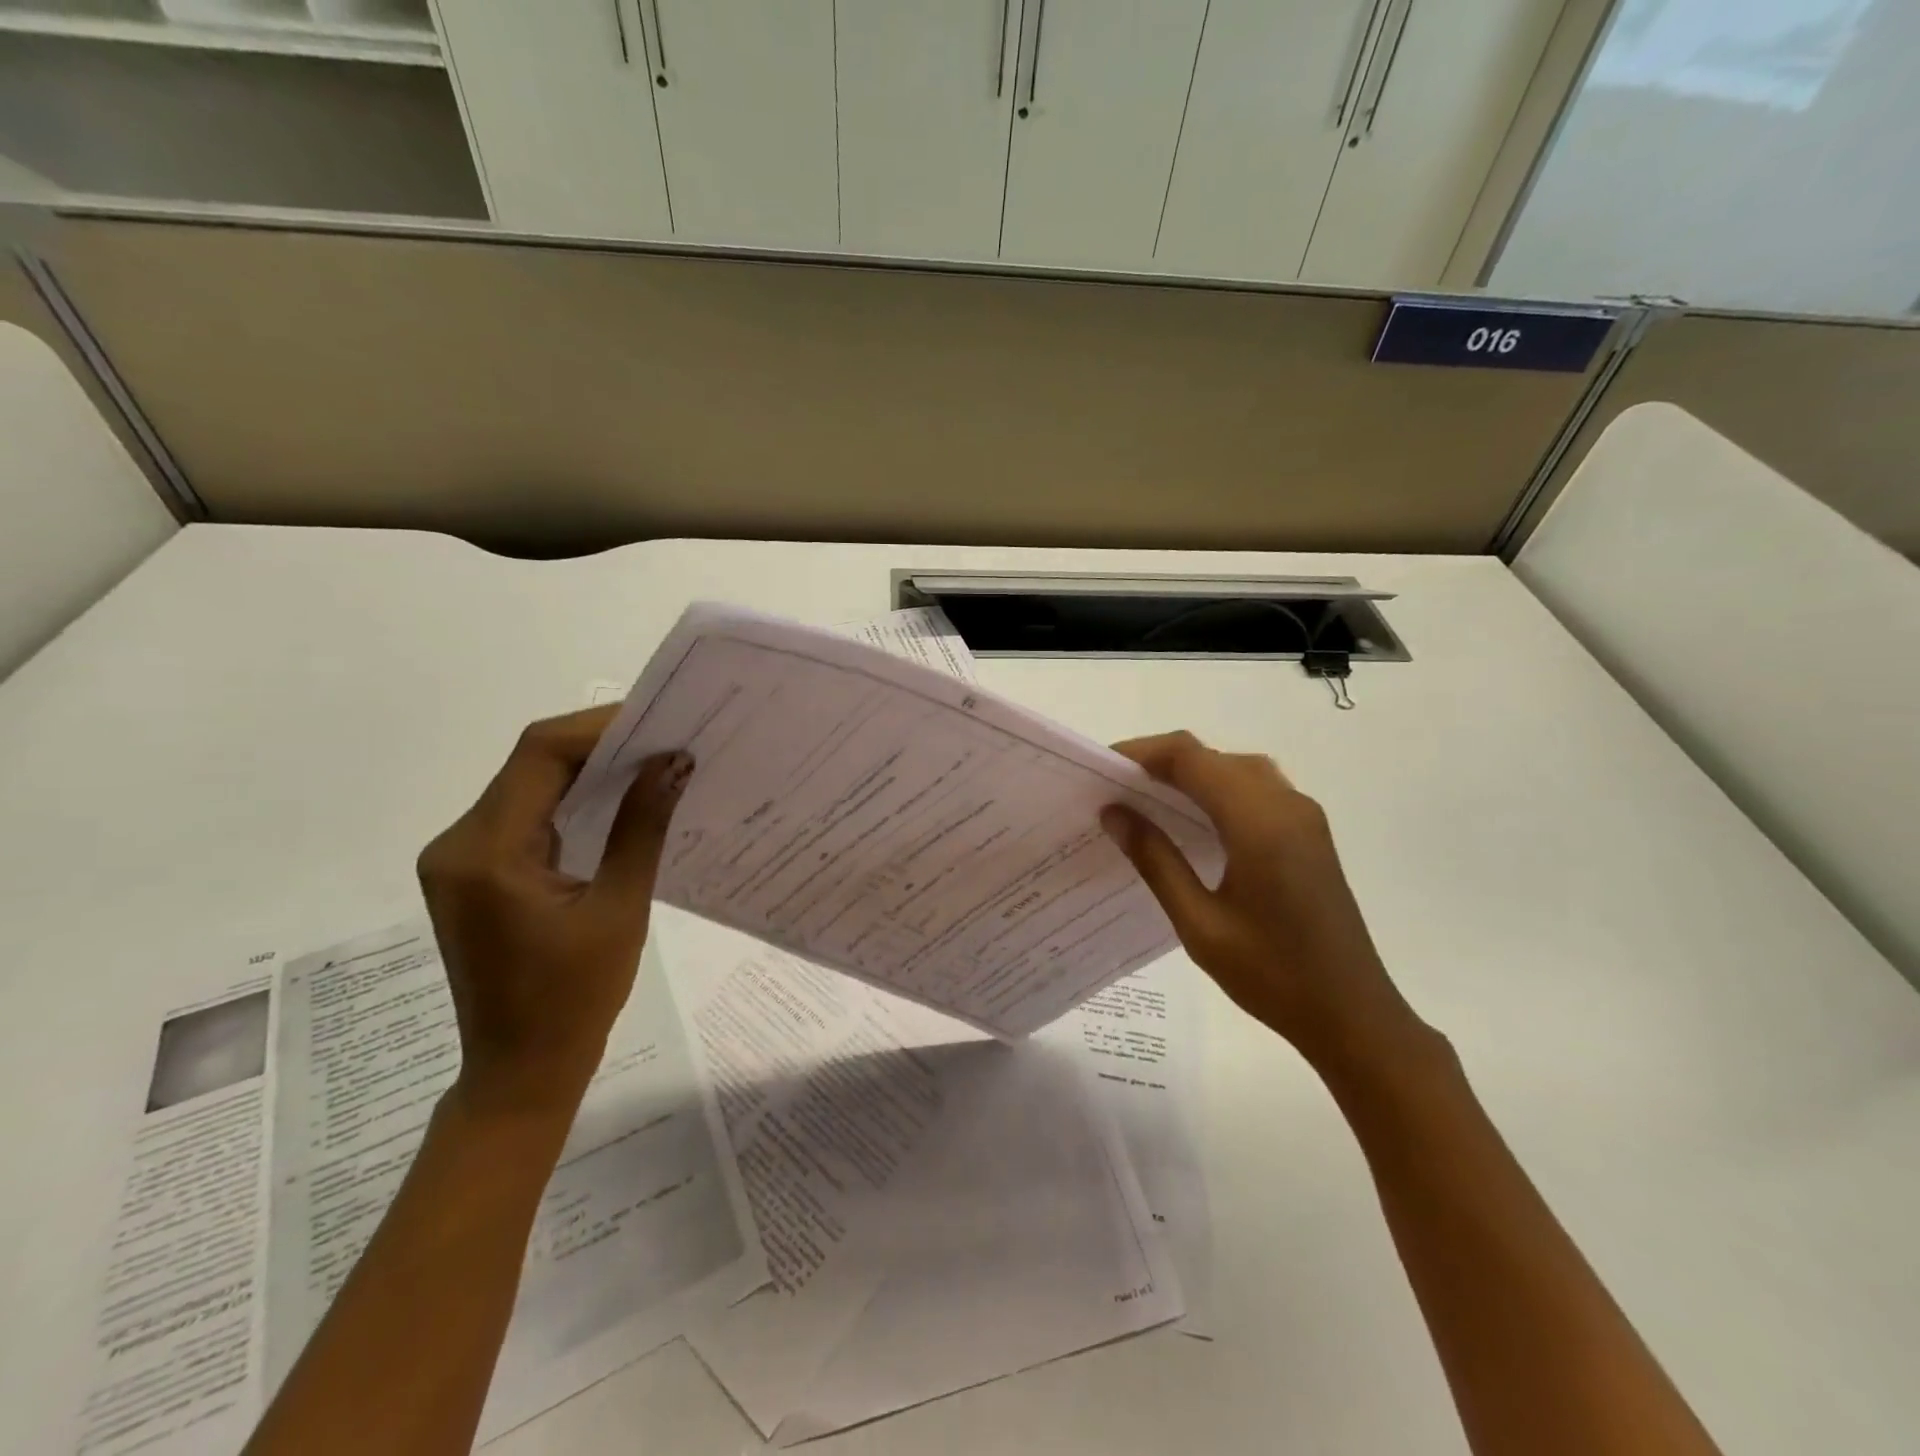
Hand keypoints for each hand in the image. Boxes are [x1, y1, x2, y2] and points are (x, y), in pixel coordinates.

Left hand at [416, 707, 691, 1115]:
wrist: (522, 1069)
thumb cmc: (575, 998)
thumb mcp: (620, 908)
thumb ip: (642, 826)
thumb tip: (672, 763)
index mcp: (486, 852)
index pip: (539, 755)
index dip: (600, 727)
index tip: (660, 722)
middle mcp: (459, 844)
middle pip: (531, 763)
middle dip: (600, 743)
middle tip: (666, 737)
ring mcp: (463, 859)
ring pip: (530, 785)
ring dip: (589, 769)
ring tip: (653, 761)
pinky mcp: (478, 873)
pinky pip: (528, 815)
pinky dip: (574, 799)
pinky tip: (619, 800)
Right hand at [1103, 731, 1425, 1068]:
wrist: (1353, 1015)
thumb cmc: (1272, 976)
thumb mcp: (1199, 924)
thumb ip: (1156, 861)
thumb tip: (1113, 813)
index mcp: (1260, 823)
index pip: (1191, 759)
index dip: (1142, 753)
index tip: (1101, 768)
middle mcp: (1286, 805)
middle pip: (1213, 756)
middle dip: (1160, 762)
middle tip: (1114, 788)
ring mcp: (1303, 817)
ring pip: (1236, 768)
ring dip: (1190, 772)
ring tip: (1145, 798)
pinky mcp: (1309, 833)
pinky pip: (1255, 789)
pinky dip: (1216, 788)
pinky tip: (1191, 818)